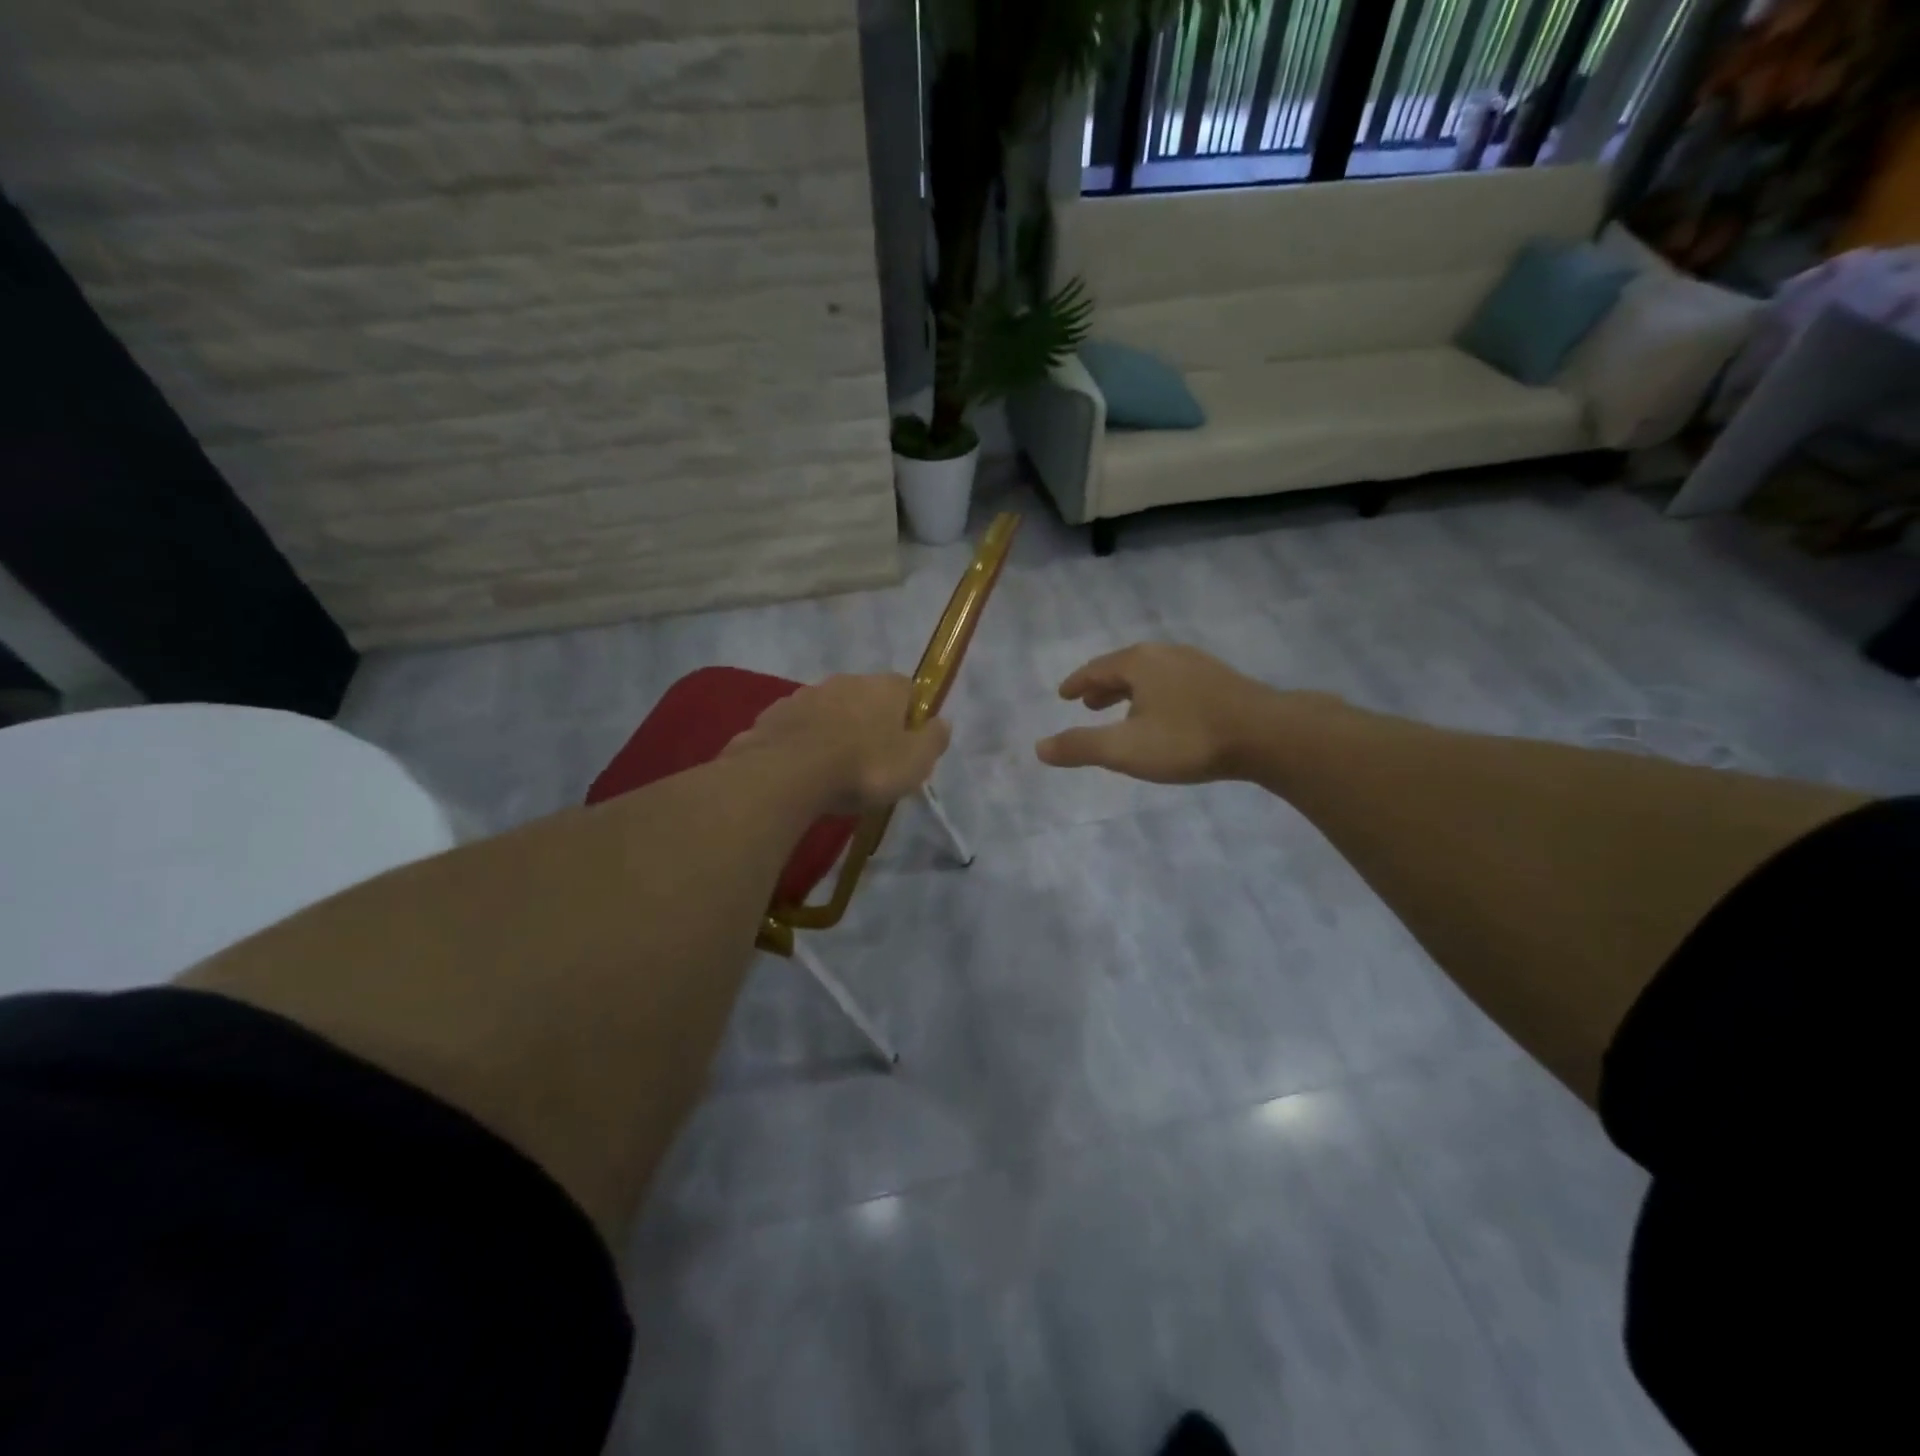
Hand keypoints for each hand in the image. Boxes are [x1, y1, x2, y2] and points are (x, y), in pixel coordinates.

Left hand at [727, 674, 951, 814]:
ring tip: (833, 768)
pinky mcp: (774, 714)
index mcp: (884, 687)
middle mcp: (846, 681)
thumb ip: (934, 740)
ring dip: (834, 730)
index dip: (910, 716)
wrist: (788, 773)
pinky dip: (803, 741)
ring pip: (829, 710)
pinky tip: (802, 769)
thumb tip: (943, 722)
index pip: (907, 690)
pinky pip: (798, 726)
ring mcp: (806, 694)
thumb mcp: (915, 763)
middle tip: (870, 760)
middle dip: (869, 722)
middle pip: (866, 698)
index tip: (906, 745)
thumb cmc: (864, 767)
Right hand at [1035, 643, 1322, 783]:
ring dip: (1131, 691)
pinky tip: (1166, 716)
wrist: (1267, 735)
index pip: (1096, 668)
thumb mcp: (1126, 749)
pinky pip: (1174, 682)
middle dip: (1104, 686)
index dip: (1077, 683)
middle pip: (1125, 667)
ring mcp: (1197, 664)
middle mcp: (1166, 654)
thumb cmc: (1188, 739)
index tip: (1063, 695)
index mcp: (1139, 662)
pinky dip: (1156, 695)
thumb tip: (1039, 748)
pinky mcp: (1221, 680)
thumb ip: (1081, 747)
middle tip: (1088, 704)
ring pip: (1152, 675)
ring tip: (1123, 712)